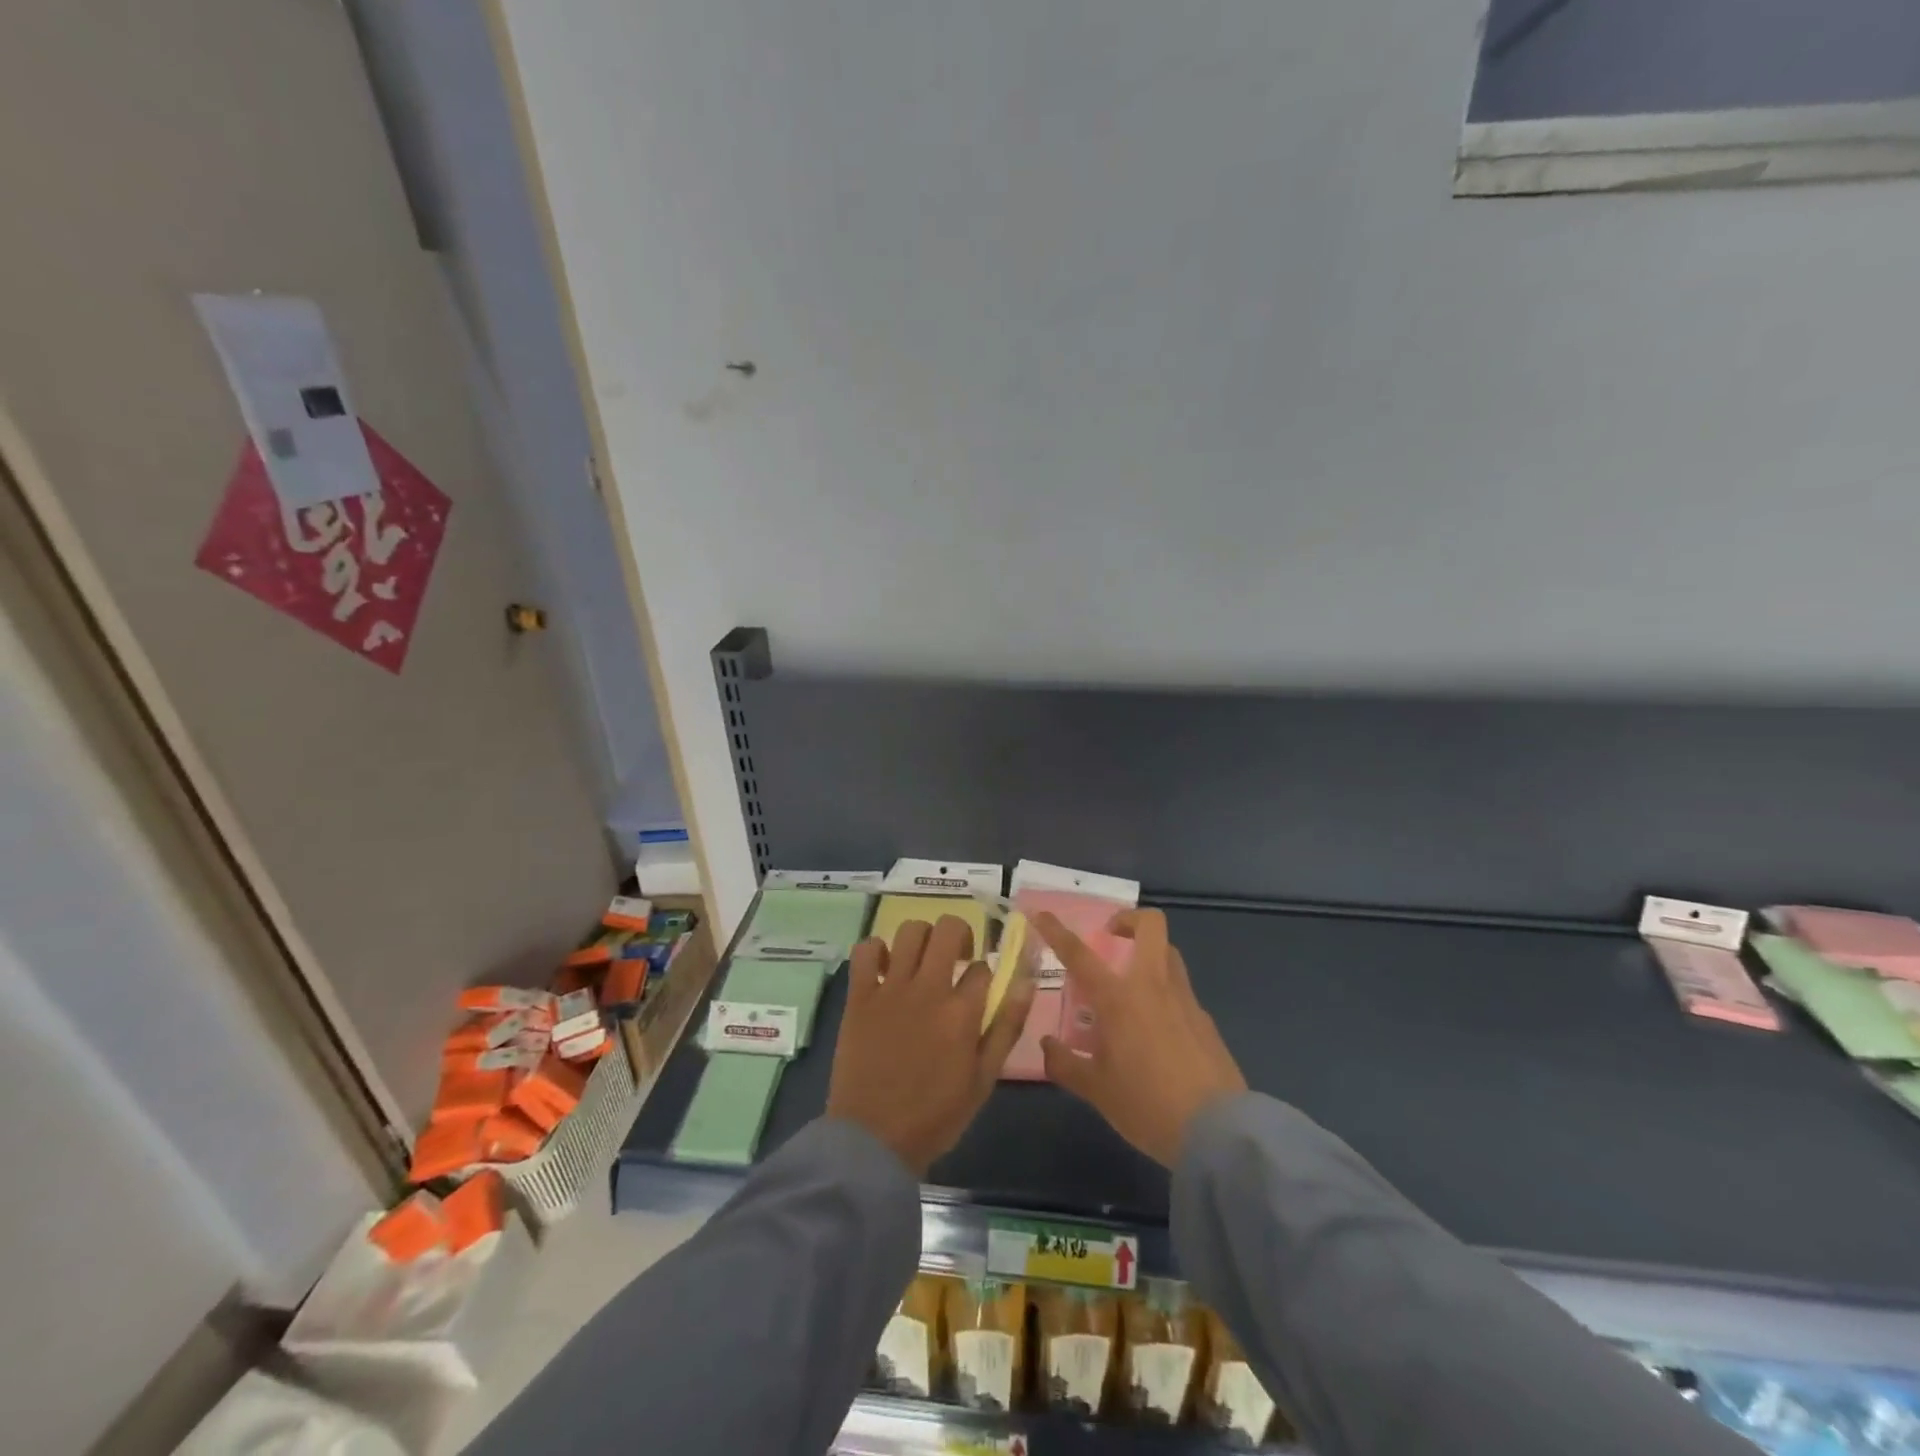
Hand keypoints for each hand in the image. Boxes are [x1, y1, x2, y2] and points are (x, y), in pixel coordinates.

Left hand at [827, 914, 1035, 1176]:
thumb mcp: (983, 1079)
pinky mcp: (859, 995)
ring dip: (922, 938)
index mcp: (962, 1012)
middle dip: (960, 934)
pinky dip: (876, 950)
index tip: (978, 989)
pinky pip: (865, 950)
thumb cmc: (935, 1116)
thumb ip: (1006, 1026)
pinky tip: (885, 968)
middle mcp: (928, 989)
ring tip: (922, 961)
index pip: (983, 967)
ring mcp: (890, 988)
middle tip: (956, 957)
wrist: (873, 1140)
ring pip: (909, 930)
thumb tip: (1026, 981)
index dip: (984, 974)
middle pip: (948, 928)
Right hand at [1035, 908, 1246, 1167]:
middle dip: (1129, 920)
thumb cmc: (1147, 1105)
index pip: (1079, 954)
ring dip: (1149, 953)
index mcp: (1118, 998)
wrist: (1218, 1132)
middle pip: (1150, 926)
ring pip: (1169, 953)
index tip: (1042, 914)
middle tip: (1111, 937)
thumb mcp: (1096, 1091)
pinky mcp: (1206, 1020)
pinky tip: (1157, 1029)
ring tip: (1131, 983)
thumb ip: (1066, 1064)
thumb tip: (1047, 1045)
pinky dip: (1165, 994)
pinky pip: (1181, 991)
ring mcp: (1185, 1000)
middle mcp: (1152, 986)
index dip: (1057, 931)